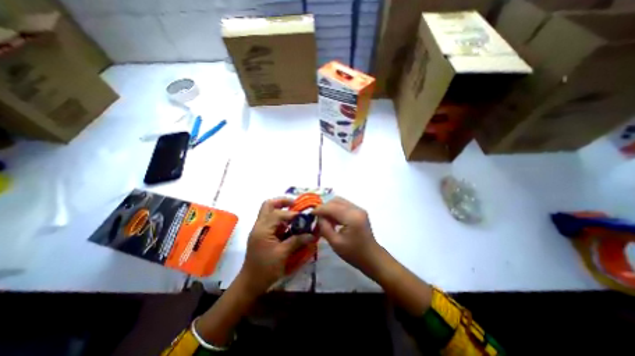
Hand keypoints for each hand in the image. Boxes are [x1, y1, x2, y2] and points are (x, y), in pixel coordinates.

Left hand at [239, 198, 310, 294]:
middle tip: (295, 205)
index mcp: (262, 229)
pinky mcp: (262, 234)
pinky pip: (271, 221)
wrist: (250, 283)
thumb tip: (312, 235)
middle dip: (282, 202)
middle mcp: (259, 225)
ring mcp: (259, 229)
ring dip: (281, 209)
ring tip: (295, 214)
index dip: (292, 214)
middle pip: (268, 205)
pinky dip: (281, 219)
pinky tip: (290, 225)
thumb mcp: (283, 254)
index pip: (278, 214)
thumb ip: (297, 241)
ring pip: (269, 211)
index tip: (304, 217)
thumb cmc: (265, 269)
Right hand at [313, 197, 378, 272]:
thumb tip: (318, 217)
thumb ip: (324, 227)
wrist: (372, 258)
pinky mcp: (359, 211)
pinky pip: (344, 205)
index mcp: (352, 217)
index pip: (331, 207)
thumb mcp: (335, 243)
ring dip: (330, 208)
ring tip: (324, 220)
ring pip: (339, 201)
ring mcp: (359, 209)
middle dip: (324, 207)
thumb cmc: (353, 254)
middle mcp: (356, 209)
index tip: (309, 214)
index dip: (319, 209)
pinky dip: (336, 210)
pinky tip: (332, 220)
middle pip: (335, 200)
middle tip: (317, 218)